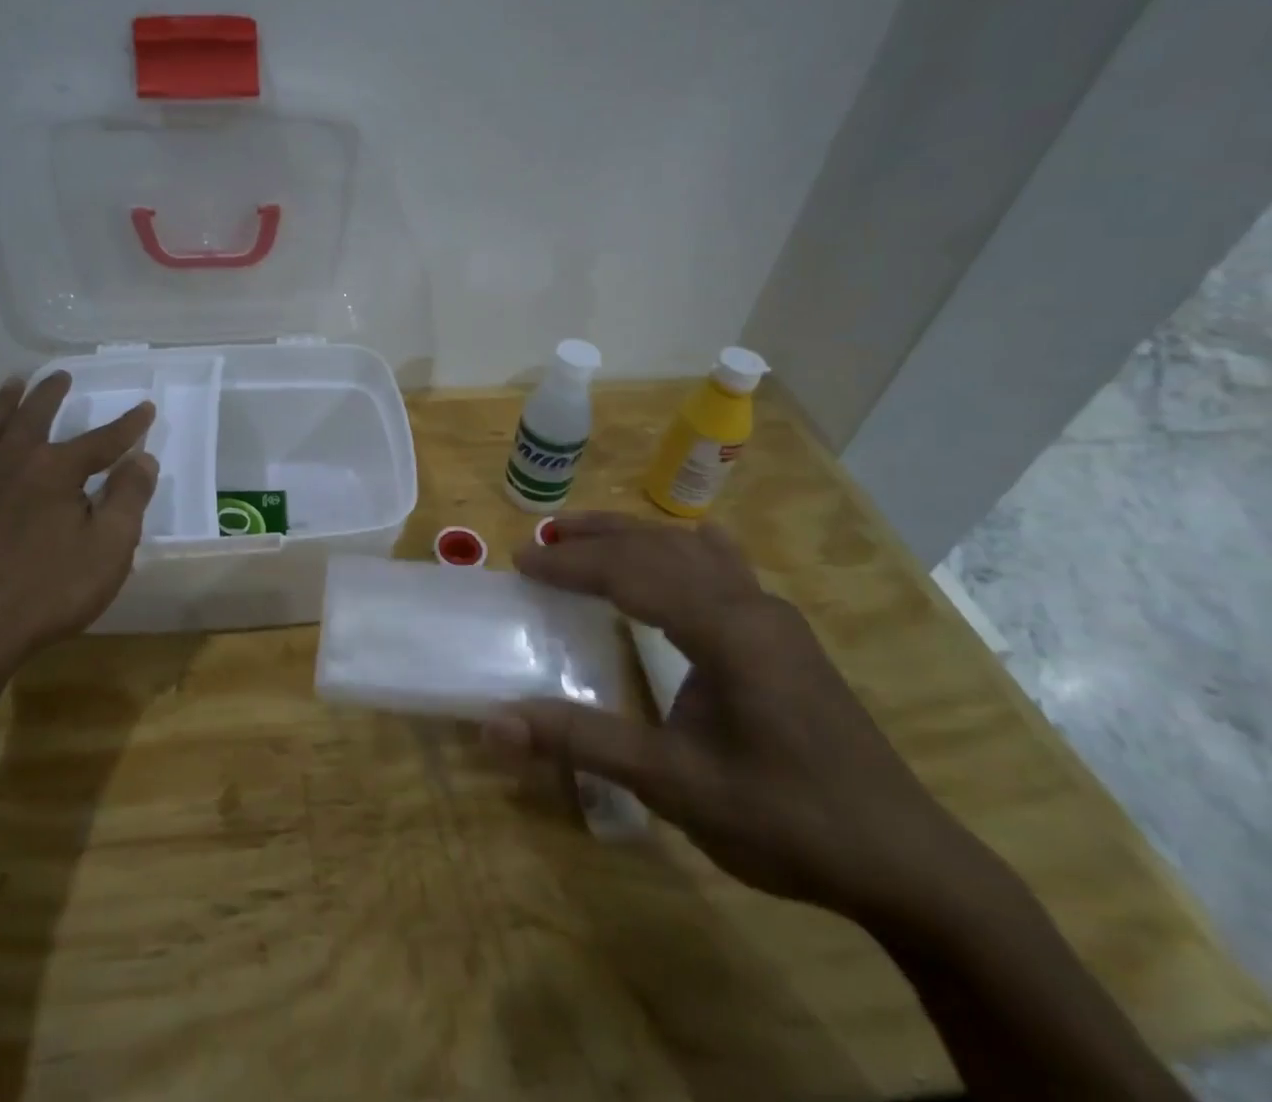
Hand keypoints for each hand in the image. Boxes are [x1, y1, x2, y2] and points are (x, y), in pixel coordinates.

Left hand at [0, 372, 157, 671]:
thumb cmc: (47, 591)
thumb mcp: (108, 548)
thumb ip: (128, 498)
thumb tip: (142, 458)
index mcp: (54, 470)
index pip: (101, 440)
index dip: (128, 425)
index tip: (146, 409)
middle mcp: (11, 462)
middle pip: (34, 416)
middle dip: (52, 394)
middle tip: (61, 375)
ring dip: (5, 402)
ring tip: (13, 384)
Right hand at [490, 513, 994, 924]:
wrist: (907, 864)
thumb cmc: (785, 821)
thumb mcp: (674, 785)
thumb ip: (582, 743)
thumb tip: (494, 723)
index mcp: (727, 630)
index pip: (632, 573)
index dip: (571, 565)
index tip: (520, 564)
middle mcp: (751, 606)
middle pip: (660, 547)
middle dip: (595, 539)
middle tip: (540, 543)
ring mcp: (774, 618)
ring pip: (692, 551)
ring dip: (634, 538)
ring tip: (584, 537)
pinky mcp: (785, 637)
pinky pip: (724, 569)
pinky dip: (683, 550)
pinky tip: (686, 544)